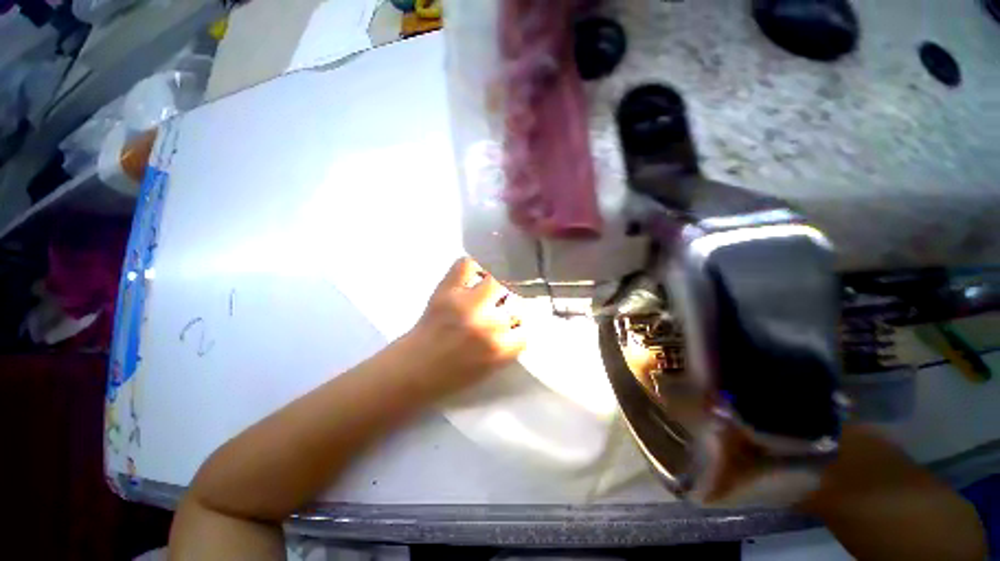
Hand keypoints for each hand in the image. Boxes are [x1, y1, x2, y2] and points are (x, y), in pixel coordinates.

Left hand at [402, 257, 525, 396]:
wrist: (412, 370)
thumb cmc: (451, 375)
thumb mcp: (490, 368)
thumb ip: (508, 345)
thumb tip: (517, 321)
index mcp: (500, 348)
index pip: (525, 327)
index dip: (517, 326)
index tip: (511, 326)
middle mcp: (488, 323)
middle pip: (516, 300)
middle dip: (509, 305)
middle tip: (498, 307)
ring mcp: (467, 303)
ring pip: (498, 280)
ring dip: (495, 286)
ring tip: (485, 292)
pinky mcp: (447, 290)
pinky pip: (467, 265)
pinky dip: (472, 267)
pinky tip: (471, 278)